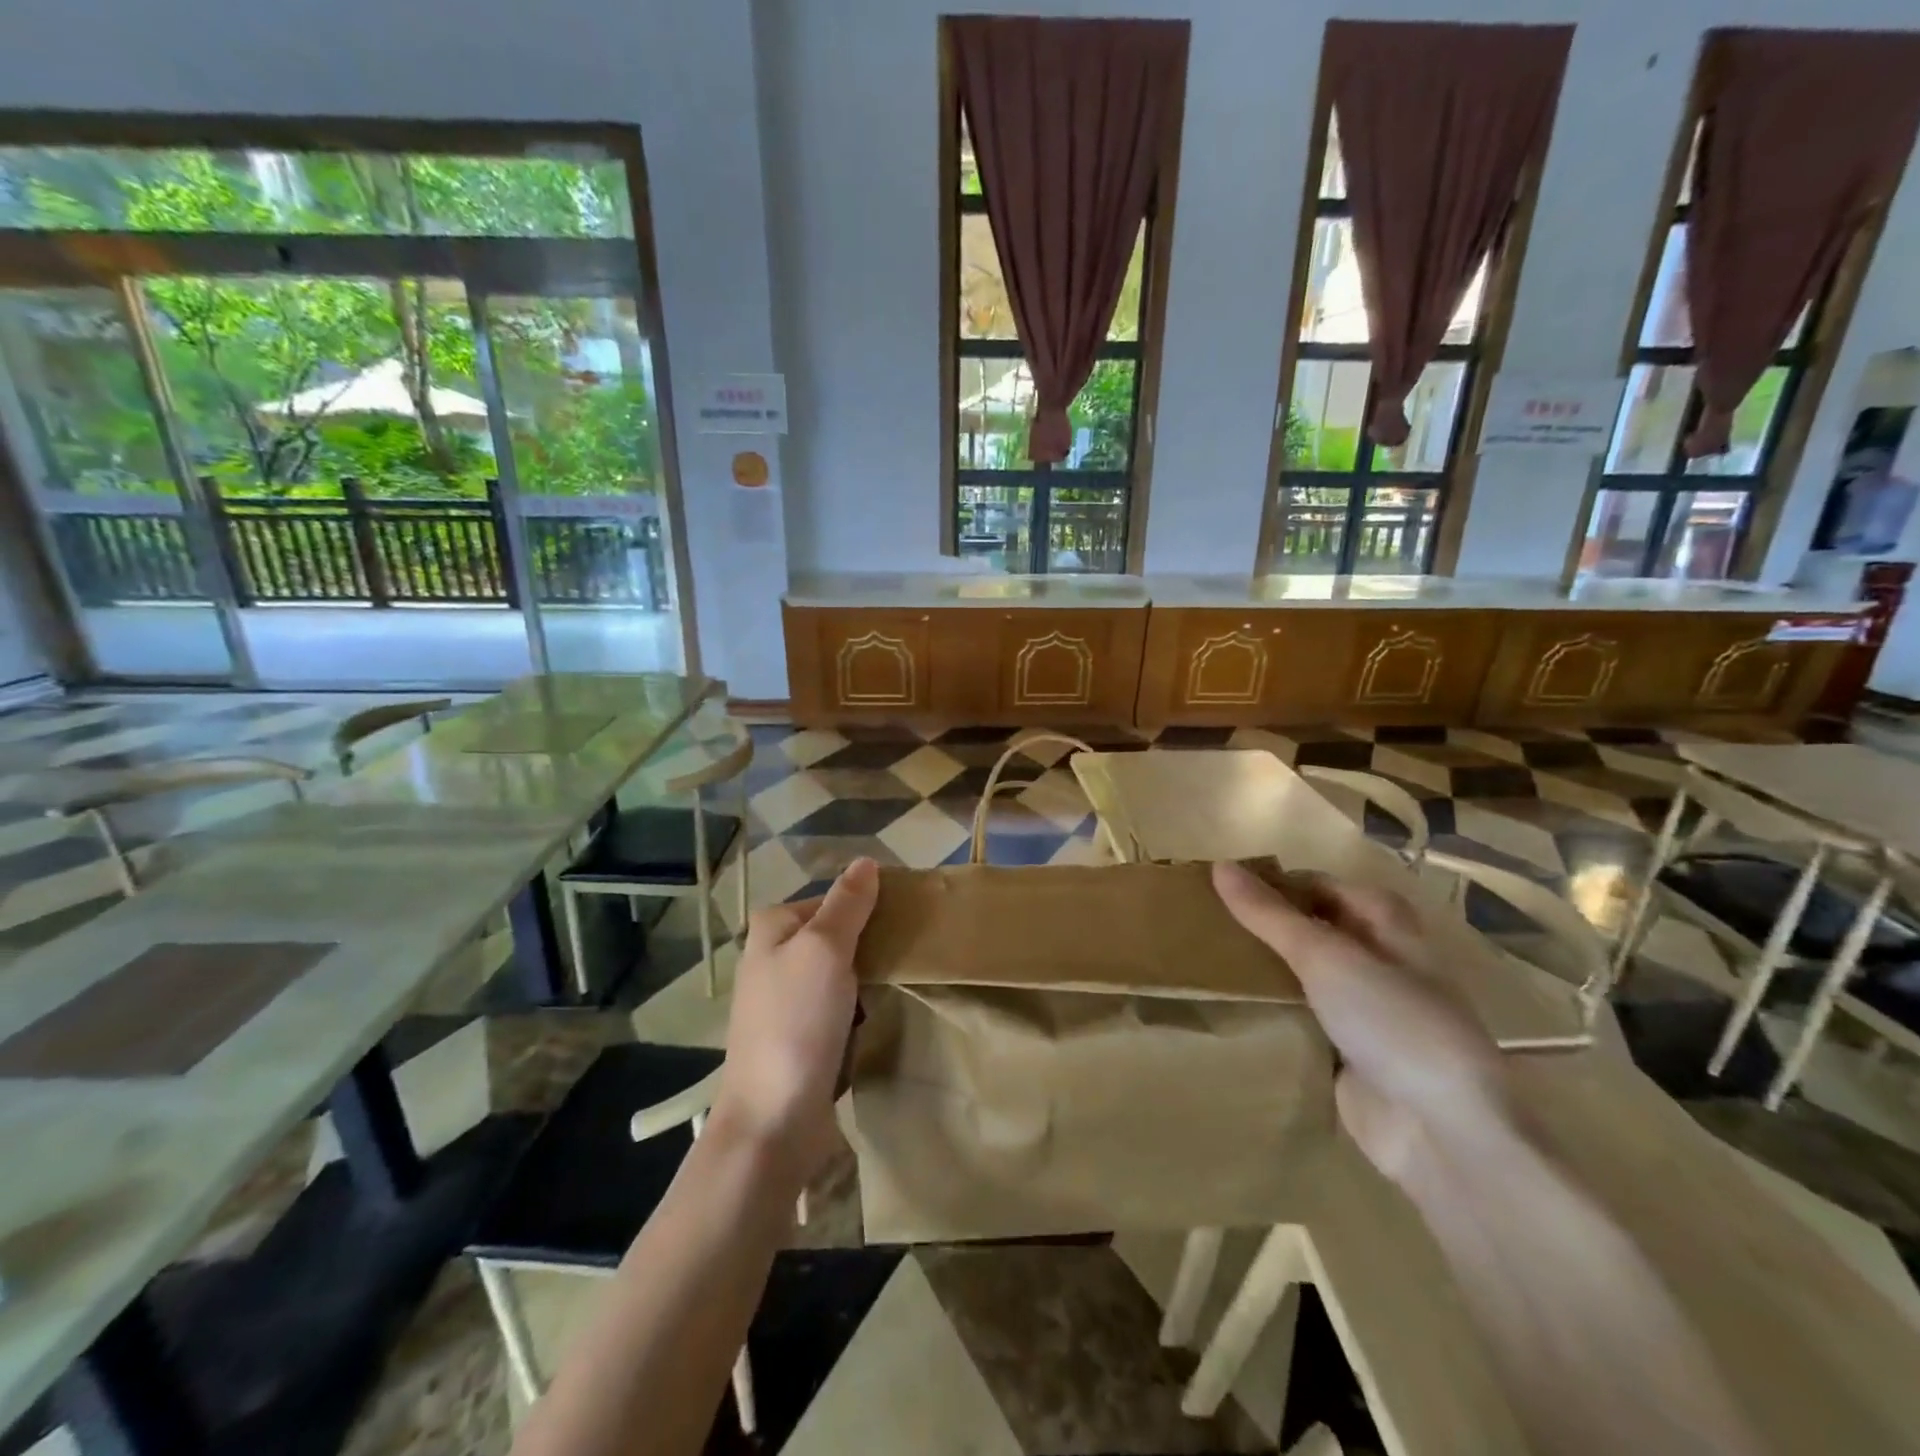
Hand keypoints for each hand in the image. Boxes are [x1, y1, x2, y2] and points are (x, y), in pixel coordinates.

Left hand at [711, 857, 878, 1189]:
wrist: (773, 1120)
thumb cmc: (797, 1022)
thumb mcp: (824, 949)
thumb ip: (847, 903)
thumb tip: (866, 862)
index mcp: (773, 928)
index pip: (834, 899)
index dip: (870, 906)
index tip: (909, 920)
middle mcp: (774, 957)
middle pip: (838, 934)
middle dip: (873, 943)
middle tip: (913, 953)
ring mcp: (786, 999)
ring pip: (843, 971)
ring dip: (870, 978)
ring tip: (905, 982)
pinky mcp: (801, 1034)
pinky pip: (840, 1005)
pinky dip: (861, 1007)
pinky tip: (882, 1014)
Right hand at [1212, 861, 1515, 1183]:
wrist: (1442, 1131)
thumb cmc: (1392, 1022)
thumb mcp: (1325, 957)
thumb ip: (1270, 914)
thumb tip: (1220, 866)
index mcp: (1387, 926)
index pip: (1321, 886)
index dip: (1277, 883)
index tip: (1222, 887)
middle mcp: (1378, 961)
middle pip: (1312, 929)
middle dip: (1265, 925)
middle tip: (1206, 921)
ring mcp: (1364, 1009)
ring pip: (1304, 975)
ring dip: (1265, 968)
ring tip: (1205, 957)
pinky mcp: (1347, 1051)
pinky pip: (1302, 1017)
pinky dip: (1272, 1009)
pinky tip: (1230, 1004)